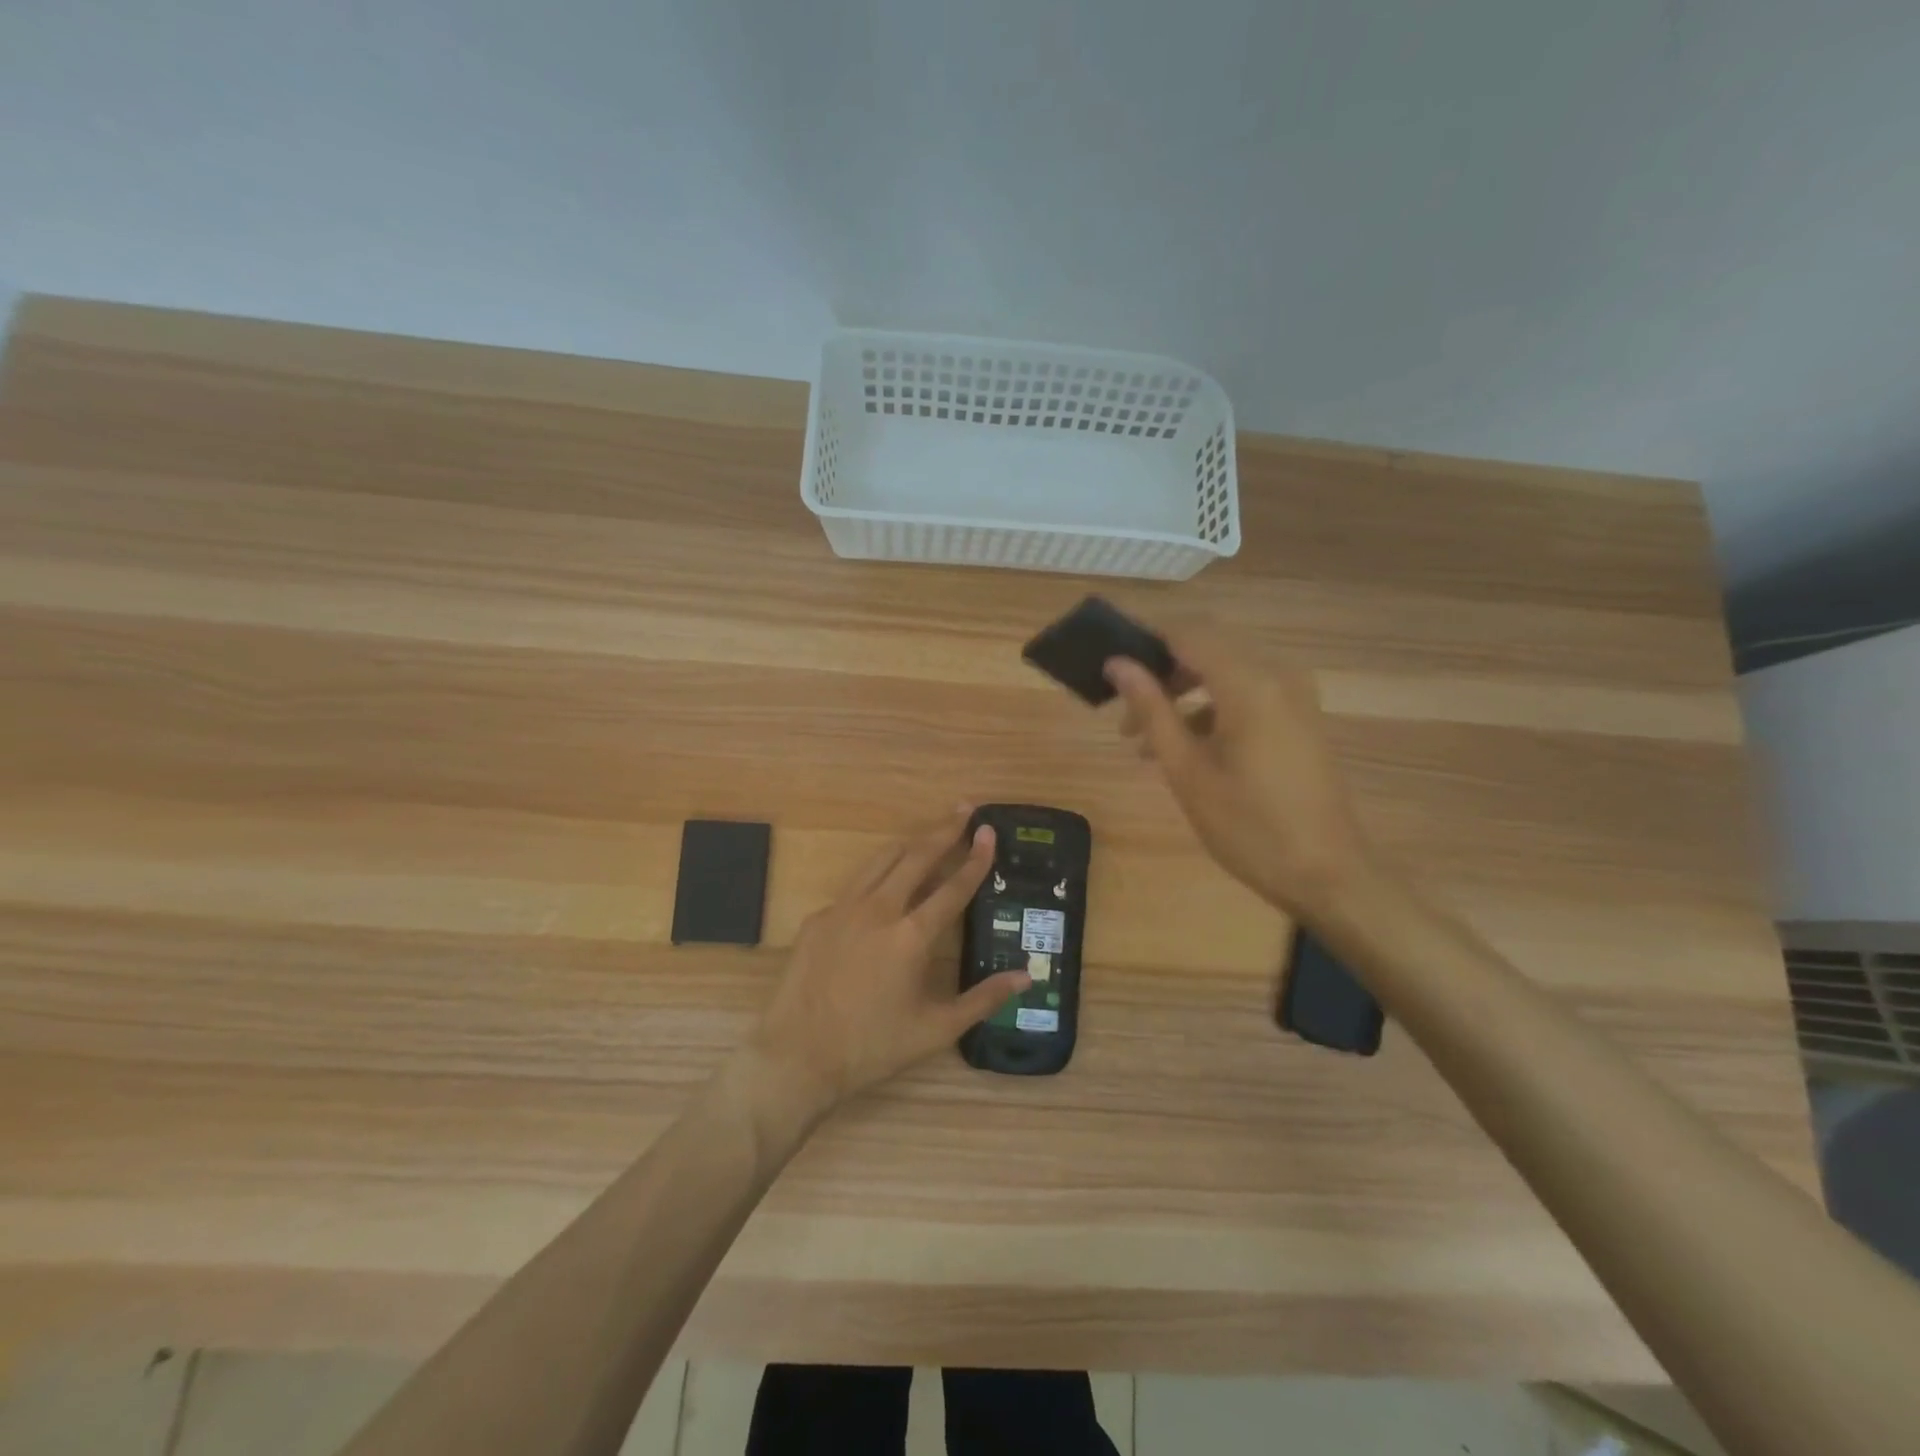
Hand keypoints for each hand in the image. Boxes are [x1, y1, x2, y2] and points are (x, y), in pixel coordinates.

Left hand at [742, 807, 1030, 1117]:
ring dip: (908, 843)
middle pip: (916, 857)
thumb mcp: (935, 1030)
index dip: (975, 858)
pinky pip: (854, 889)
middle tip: (963, 810)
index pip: (953, 887)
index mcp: (911, 937)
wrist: (796, 1056)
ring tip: (928, 833)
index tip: (988, 831)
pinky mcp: (817, 918)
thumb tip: (1026, 976)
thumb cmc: (871, 1047)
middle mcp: (878, 910)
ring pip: (881, 861)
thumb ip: (983, 999)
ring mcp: (843, 910)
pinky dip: (876, 880)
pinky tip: (883, 892)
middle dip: (942, 830)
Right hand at [1105, 621, 1374, 919]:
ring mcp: (1295, 695)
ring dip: (1183, 693)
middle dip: (1162, 672)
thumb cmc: (1248, 826)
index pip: (1188, 634)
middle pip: (1207, 648)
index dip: (1145, 641)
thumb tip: (1118, 665)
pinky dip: (1212, 707)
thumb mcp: (1187, 770)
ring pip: (1225, 671)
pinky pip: (1247, 692)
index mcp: (1249, 684)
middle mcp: (1277, 675)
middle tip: (1124, 711)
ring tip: (1144, 739)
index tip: (1109, 665)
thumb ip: (1152, 710)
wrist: (1327, 874)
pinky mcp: (1300, 716)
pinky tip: (1186, 748)